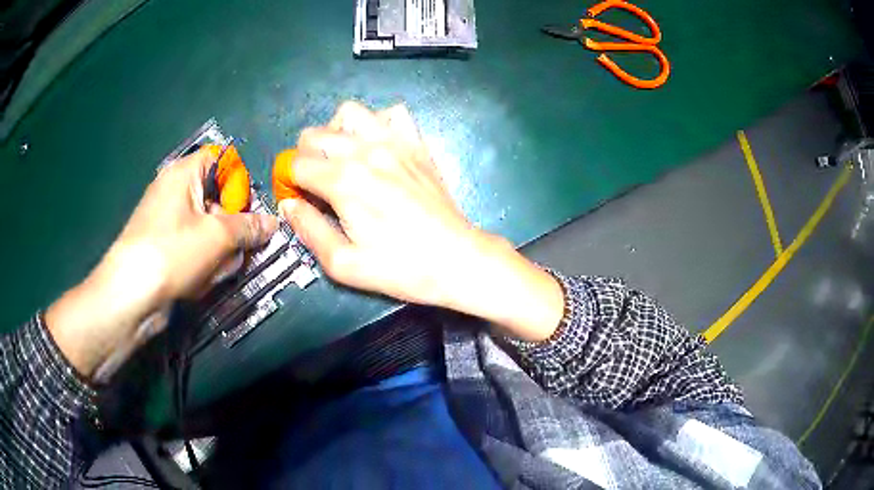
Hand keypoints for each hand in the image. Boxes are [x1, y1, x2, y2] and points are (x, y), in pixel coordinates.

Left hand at [46, 148, 277, 379]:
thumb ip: (249, 226)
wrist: (131, 296)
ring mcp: (168, 221)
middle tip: (237, 248)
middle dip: (231, 227)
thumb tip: (273, 223)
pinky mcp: (165, 247)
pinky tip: (201, 280)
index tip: (248, 210)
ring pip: (209, 228)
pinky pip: (195, 247)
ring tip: (216, 270)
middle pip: (217, 198)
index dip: (239, 182)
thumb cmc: (172, 252)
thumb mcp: (218, 236)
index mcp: (184, 173)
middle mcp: (175, 191)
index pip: (222, 161)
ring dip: (220, 250)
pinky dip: (203, 262)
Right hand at [277, 102, 563, 340]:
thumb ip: (309, 230)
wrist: (456, 259)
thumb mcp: (344, 264)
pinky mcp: (416, 143)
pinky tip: (376, 146)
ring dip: (336, 132)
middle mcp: (364, 151)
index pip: (296, 164)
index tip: (298, 198)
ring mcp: (394, 142)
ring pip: (349, 113)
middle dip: (305, 157)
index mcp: (343, 182)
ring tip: (341, 157)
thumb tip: (288, 205)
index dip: (288, 181)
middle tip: (316, 183)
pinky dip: (376, 123)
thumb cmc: (400, 268)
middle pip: (314, 134)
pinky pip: (391, 113)